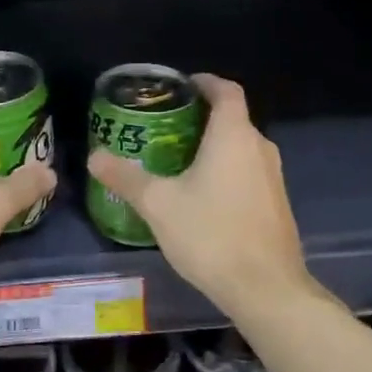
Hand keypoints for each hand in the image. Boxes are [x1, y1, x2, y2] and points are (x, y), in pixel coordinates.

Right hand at [87, 74, 308, 315]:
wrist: (266, 288)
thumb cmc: (211, 234)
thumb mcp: (158, 204)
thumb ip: (126, 177)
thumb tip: (94, 157)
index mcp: (234, 136)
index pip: (226, 90)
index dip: (204, 82)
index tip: (180, 87)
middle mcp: (259, 148)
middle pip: (232, 119)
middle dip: (200, 117)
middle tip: (165, 126)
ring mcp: (274, 177)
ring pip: (240, 148)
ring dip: (213, 147)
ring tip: (176, 160)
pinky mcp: (277, 204)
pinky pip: (248, 172)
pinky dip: (226, 171)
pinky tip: (201, 196)